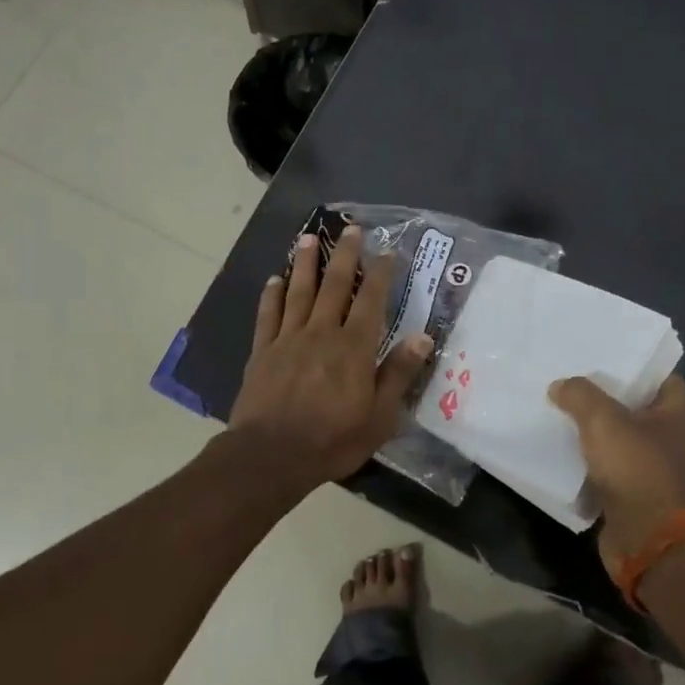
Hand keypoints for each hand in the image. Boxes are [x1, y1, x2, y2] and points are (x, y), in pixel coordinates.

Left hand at [228, 228, 432, 486]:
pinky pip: (268, 315)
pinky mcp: (262, 351)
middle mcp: (322, 333)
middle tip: (350, 229)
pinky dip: (271, 295)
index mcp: (353, 347)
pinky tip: (274, 279)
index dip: (380, 273)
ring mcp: (288, 339)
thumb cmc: (332, 440)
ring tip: (308, 238)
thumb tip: (422, 337)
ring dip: (305, 264)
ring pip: (298, 292)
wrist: (271, 455)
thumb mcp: (379, 417)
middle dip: (344, 255)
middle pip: (334, 286)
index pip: (371, 300)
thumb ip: (398, 374)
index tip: (386, 249)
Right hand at [549, 375, 684, 573]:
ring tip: (557, 408)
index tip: (590, 356)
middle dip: (601, 395)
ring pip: (620, 435)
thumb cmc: (637, 469)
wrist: (649, 542)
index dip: (623, 363)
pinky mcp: (641, 491)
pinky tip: (563, 445)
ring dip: (594, 428)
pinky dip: (592, 457)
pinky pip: (612, 464)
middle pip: (634, 403)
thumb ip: (579, 394)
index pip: (653, 373)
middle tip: (566, 380)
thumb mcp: (602, 420)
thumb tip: (561, 386)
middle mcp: (678, 434)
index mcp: (683, 409)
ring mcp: (661, 465)